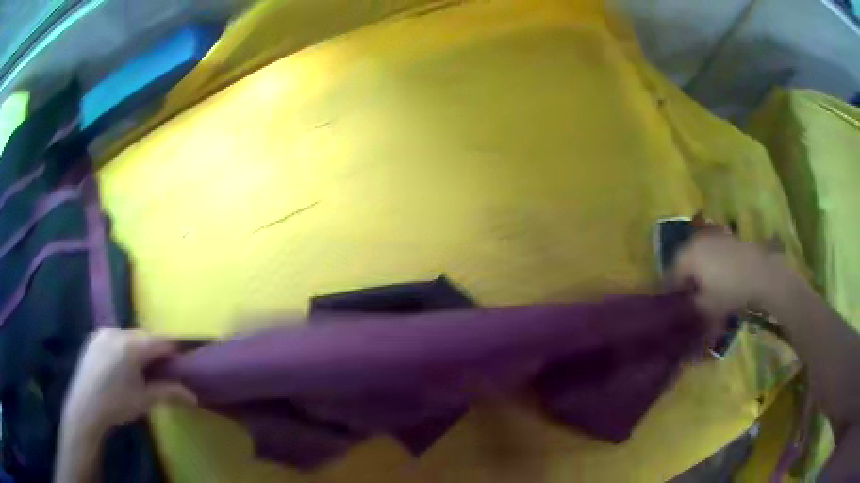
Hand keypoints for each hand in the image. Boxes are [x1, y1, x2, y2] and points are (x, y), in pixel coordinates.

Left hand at [62, 329, 195, 438]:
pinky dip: (123, 346)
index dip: (173, 351)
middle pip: (144, 336)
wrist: (86, 406)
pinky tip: (120, 365)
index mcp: (132, 346)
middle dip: (154, 350)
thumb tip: (194, 396)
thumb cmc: (118, 404)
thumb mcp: (145, 400)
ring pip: (129, 335)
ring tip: (138, 369)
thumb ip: (169, 392)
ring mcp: (104, 331)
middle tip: (158, 371)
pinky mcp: (94, 336)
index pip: (161, 341)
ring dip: (138, 347)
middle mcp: (118, 331)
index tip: (179, 364)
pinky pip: (115, 336)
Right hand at [670, 231, 789, 323]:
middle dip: (685, 281)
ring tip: (705, 291)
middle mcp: (697, 241)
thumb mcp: (705, 308)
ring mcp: (714, 237)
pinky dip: (712, 266)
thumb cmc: (730, 290)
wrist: (761, 273)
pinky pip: (713, 253)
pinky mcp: (728, 238)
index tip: (674, 309)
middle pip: (684, 263)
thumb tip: (680, 313)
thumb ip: (688, 310)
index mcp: (687, 256)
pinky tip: (719, 280)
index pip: (671, 275)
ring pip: (699, 257)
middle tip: (688, 300)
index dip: (671, 294)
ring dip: (699, 273)